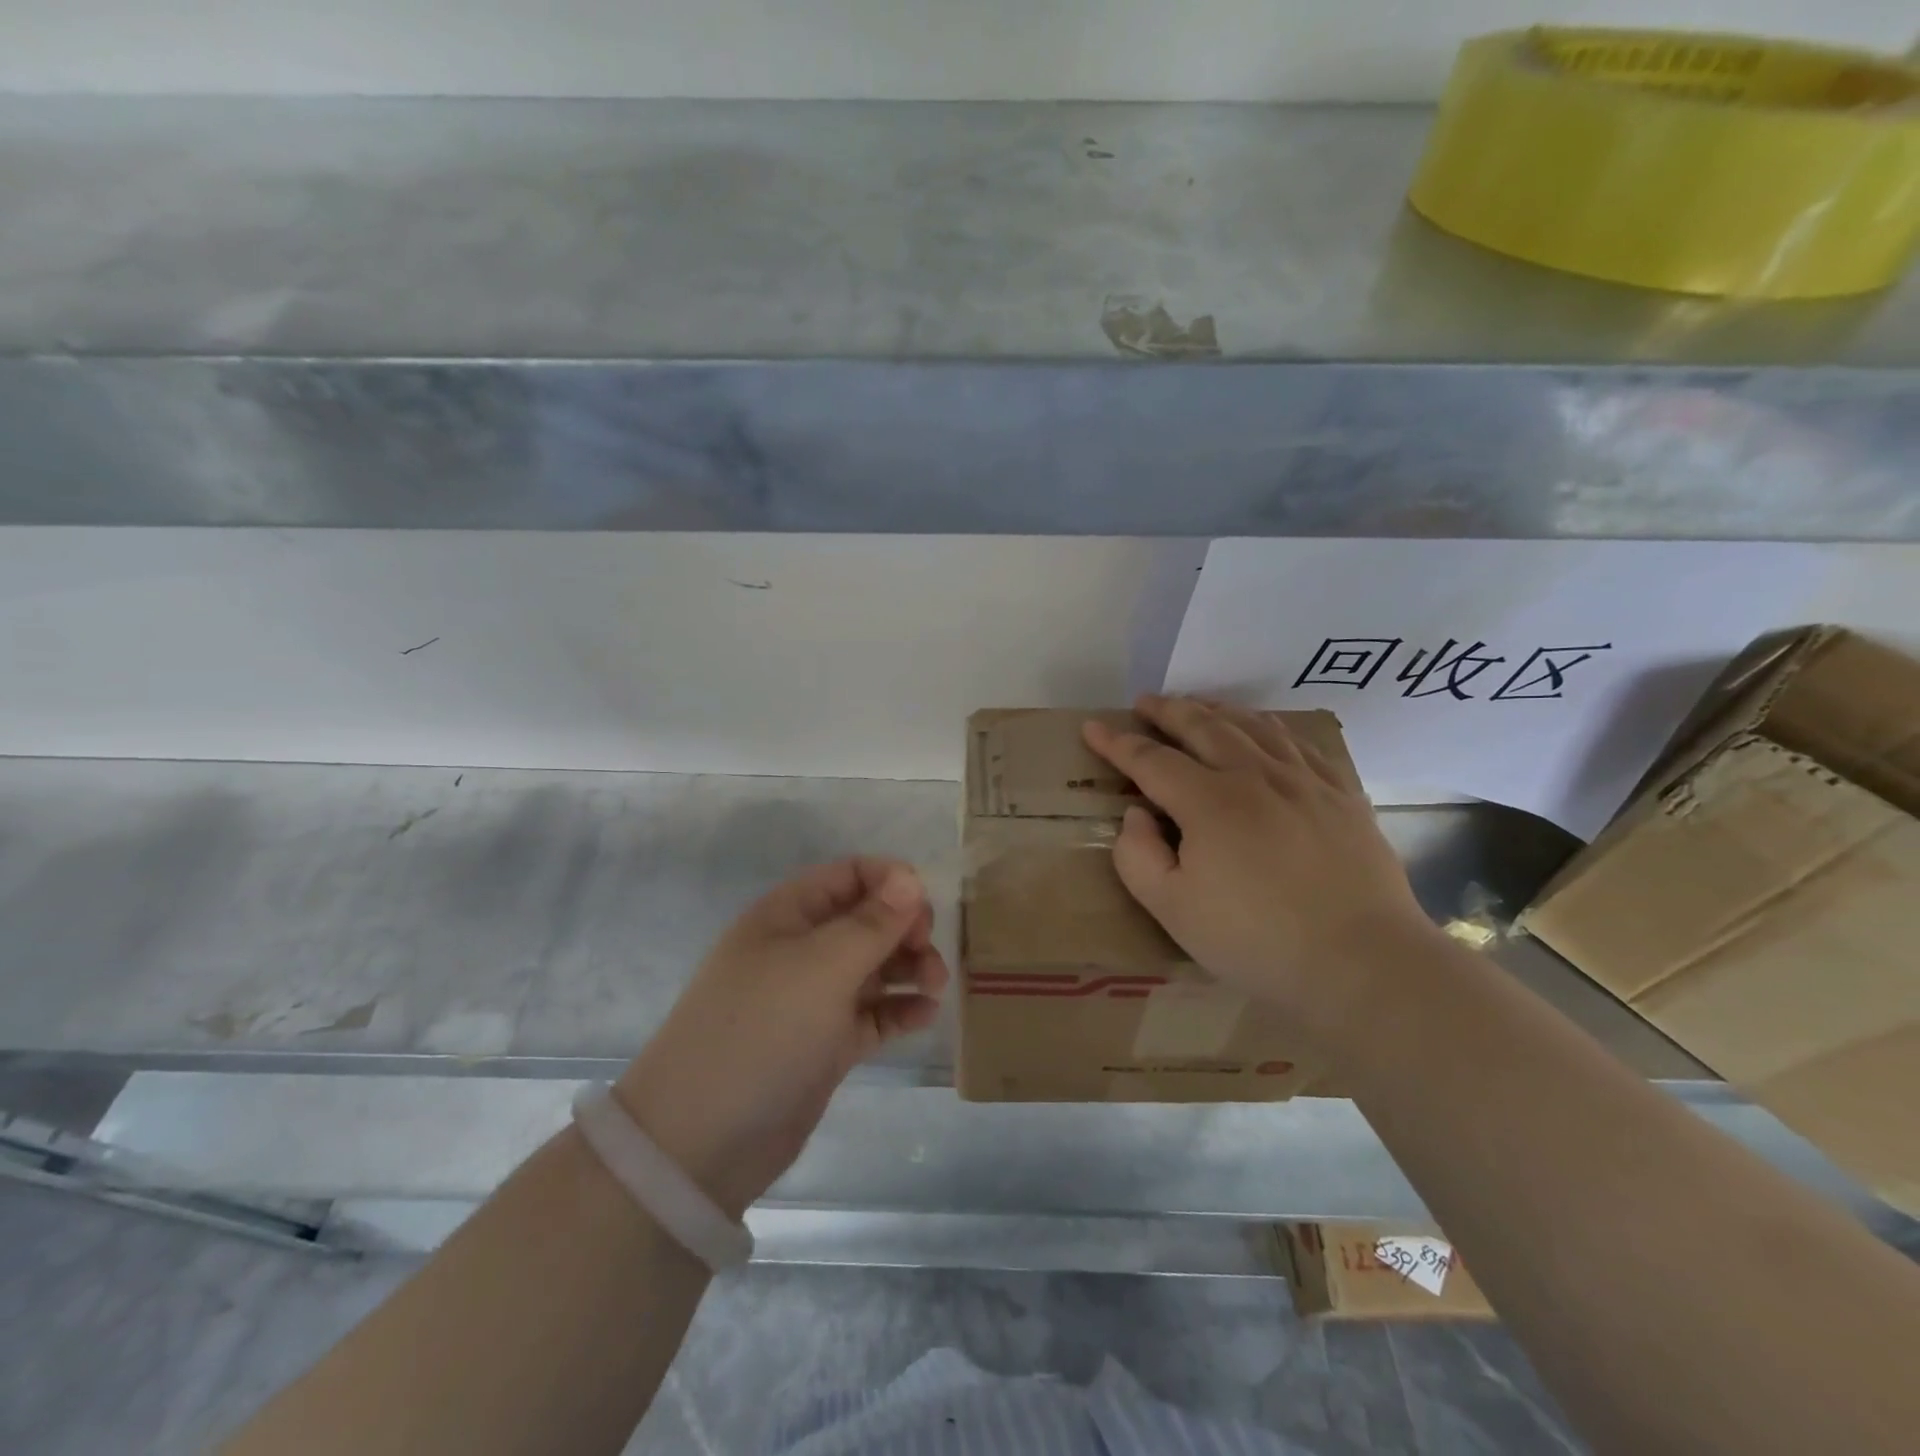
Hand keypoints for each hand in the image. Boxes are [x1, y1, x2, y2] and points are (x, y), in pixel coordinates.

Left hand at [614, 858, 946, 1219]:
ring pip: (874, 967)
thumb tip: (911, 877)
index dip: (890, 882)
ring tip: (935, 987)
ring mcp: (813, 998)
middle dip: (905, 929)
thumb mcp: (821, 966)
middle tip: (928, 955)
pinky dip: (900, 1010)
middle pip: (867, 920)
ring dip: (909, 968)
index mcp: (789, 915)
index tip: (925, 908)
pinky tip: (925, 1016)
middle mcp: (801, 949)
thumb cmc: (763, 1029)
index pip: (849, 875)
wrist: (703, 1140)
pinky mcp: (826, 1043)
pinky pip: (873, 1013)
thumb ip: (872, 922)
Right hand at [1082, 695, 1433, 1041]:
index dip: (1117, 743)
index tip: (1092, 728)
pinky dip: (1271, 728)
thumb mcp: (1172, 910)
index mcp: (1208, 802)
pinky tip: (1266, 732)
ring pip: (1253, 727)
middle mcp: (1254, 776)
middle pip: (1203, 727)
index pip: (1150, 759)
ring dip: (1217, 710)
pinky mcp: (1342, 795)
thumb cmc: (1256, 941)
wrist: (1362, 962)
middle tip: (1145, 702)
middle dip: (1168, 711)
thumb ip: (1138, 856)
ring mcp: (1304, 781)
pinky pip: (1300, 744)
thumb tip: (1137, 813)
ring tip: (1199, 706)